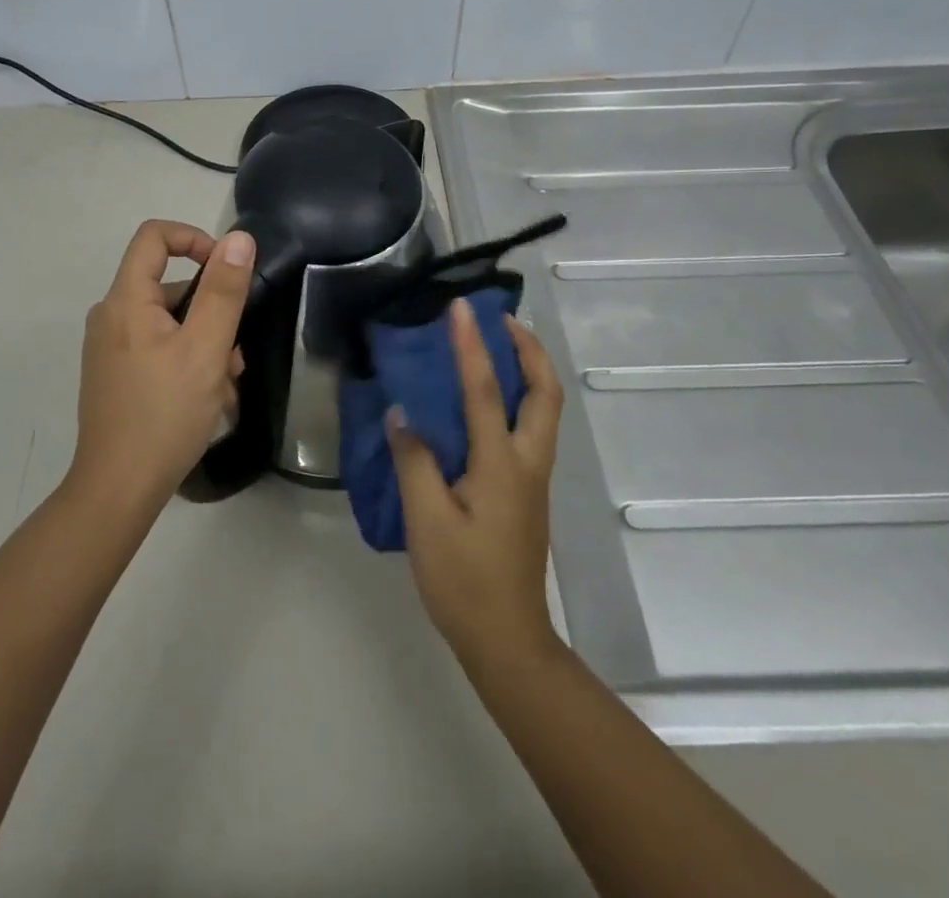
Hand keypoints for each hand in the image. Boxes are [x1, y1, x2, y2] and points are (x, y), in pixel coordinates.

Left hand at [68, 219, 254, 513]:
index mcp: (125, 300)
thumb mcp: (205, 349)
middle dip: (210, 313)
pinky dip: (186, 362)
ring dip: (204, 345)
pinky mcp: (114, 375)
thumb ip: (223, 291)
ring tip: (226, 388)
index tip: (226, 269)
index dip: (194, 238)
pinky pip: (156, 349)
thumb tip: (238, 238)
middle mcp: (110, 316)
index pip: (154, 237)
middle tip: (235, 357)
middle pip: (168, 286)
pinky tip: (207, 401)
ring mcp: (109, 348)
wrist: (117, 490)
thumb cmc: (165, 414)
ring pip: (168, 324)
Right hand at [386, 299, 564, 670]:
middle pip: (546, 392)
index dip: (471, 345)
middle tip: (501, 320)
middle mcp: (527, 463)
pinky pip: (529, 428)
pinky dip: (516, 398)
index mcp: (501, 465)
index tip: (461, 308)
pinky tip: (484, 402)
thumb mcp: (426, 521)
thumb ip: (414, 461)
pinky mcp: (526, 492)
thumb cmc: (464, 581)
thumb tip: (402, 414)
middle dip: (529, 349)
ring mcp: (532, 478)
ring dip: (527, 370)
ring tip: (496, 347)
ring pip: (543, 410)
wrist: (507, 640)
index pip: (485, 391)